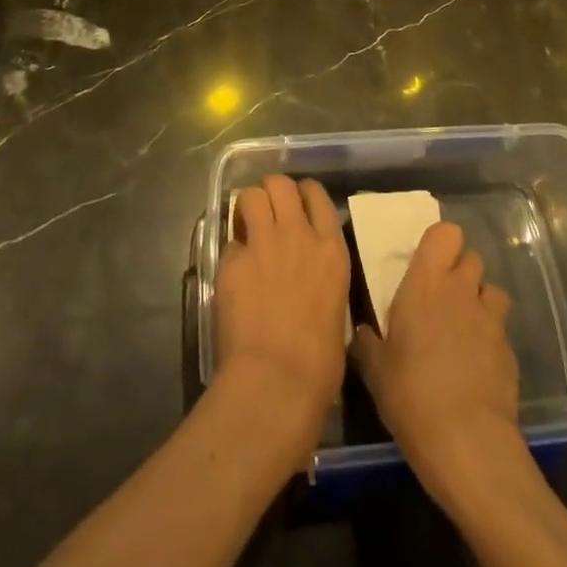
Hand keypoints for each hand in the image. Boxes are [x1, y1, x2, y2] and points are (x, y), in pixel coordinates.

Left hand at [212, 176, 350, 454]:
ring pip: (250, 196)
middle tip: (267, 214)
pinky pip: (228, 241)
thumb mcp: (337, 311)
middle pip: (280, 184)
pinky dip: (231, 252)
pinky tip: (233, 272)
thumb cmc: (319, 365)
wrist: (277, 382)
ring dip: (247, 208)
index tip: (296, 206)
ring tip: (246, 228)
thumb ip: (322, 281)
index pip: (317, 195)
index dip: (303, 194)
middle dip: (271, 193)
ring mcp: (263, 244)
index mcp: (331, 250)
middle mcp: (298, 235)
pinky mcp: (232, 261)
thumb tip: (312, 284)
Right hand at [350, 220, 520, 495]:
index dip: (441, 242)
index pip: (445, 233)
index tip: (428, 261)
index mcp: (426, 283)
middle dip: (459, 270)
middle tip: (441, 296)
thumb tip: (362, 333)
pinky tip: (476, 364)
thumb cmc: (412, 395)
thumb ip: (368, 343)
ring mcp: (490, 320)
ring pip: (491, 290)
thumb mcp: (376, 371)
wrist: (468, 445)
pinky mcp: (510, 351)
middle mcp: (461, 290)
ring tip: (463, 326)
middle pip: (471, 257)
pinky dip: (490, 337)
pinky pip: (500, 329)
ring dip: (479, 300)